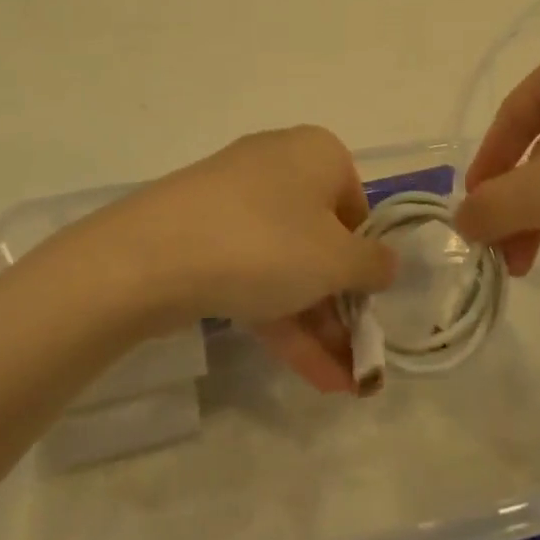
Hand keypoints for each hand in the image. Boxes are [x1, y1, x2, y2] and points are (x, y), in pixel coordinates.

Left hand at [82, 126, 395, 392]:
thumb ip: (373, 265)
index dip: (366, 261)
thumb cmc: (267, 243)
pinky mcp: (204, 233)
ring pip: (287, 265)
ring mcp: (236, 200)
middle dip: (340, 308)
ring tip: (339, 385)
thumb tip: (386, 264)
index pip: (358, 208)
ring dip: (315, 324)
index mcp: (318, 153)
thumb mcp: (337, 260)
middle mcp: (279, 166)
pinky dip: (279, 318)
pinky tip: (307, 373)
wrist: (152, 254)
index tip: (368, 305)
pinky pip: (253, 273)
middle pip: (321, 242)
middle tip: (357, 361)